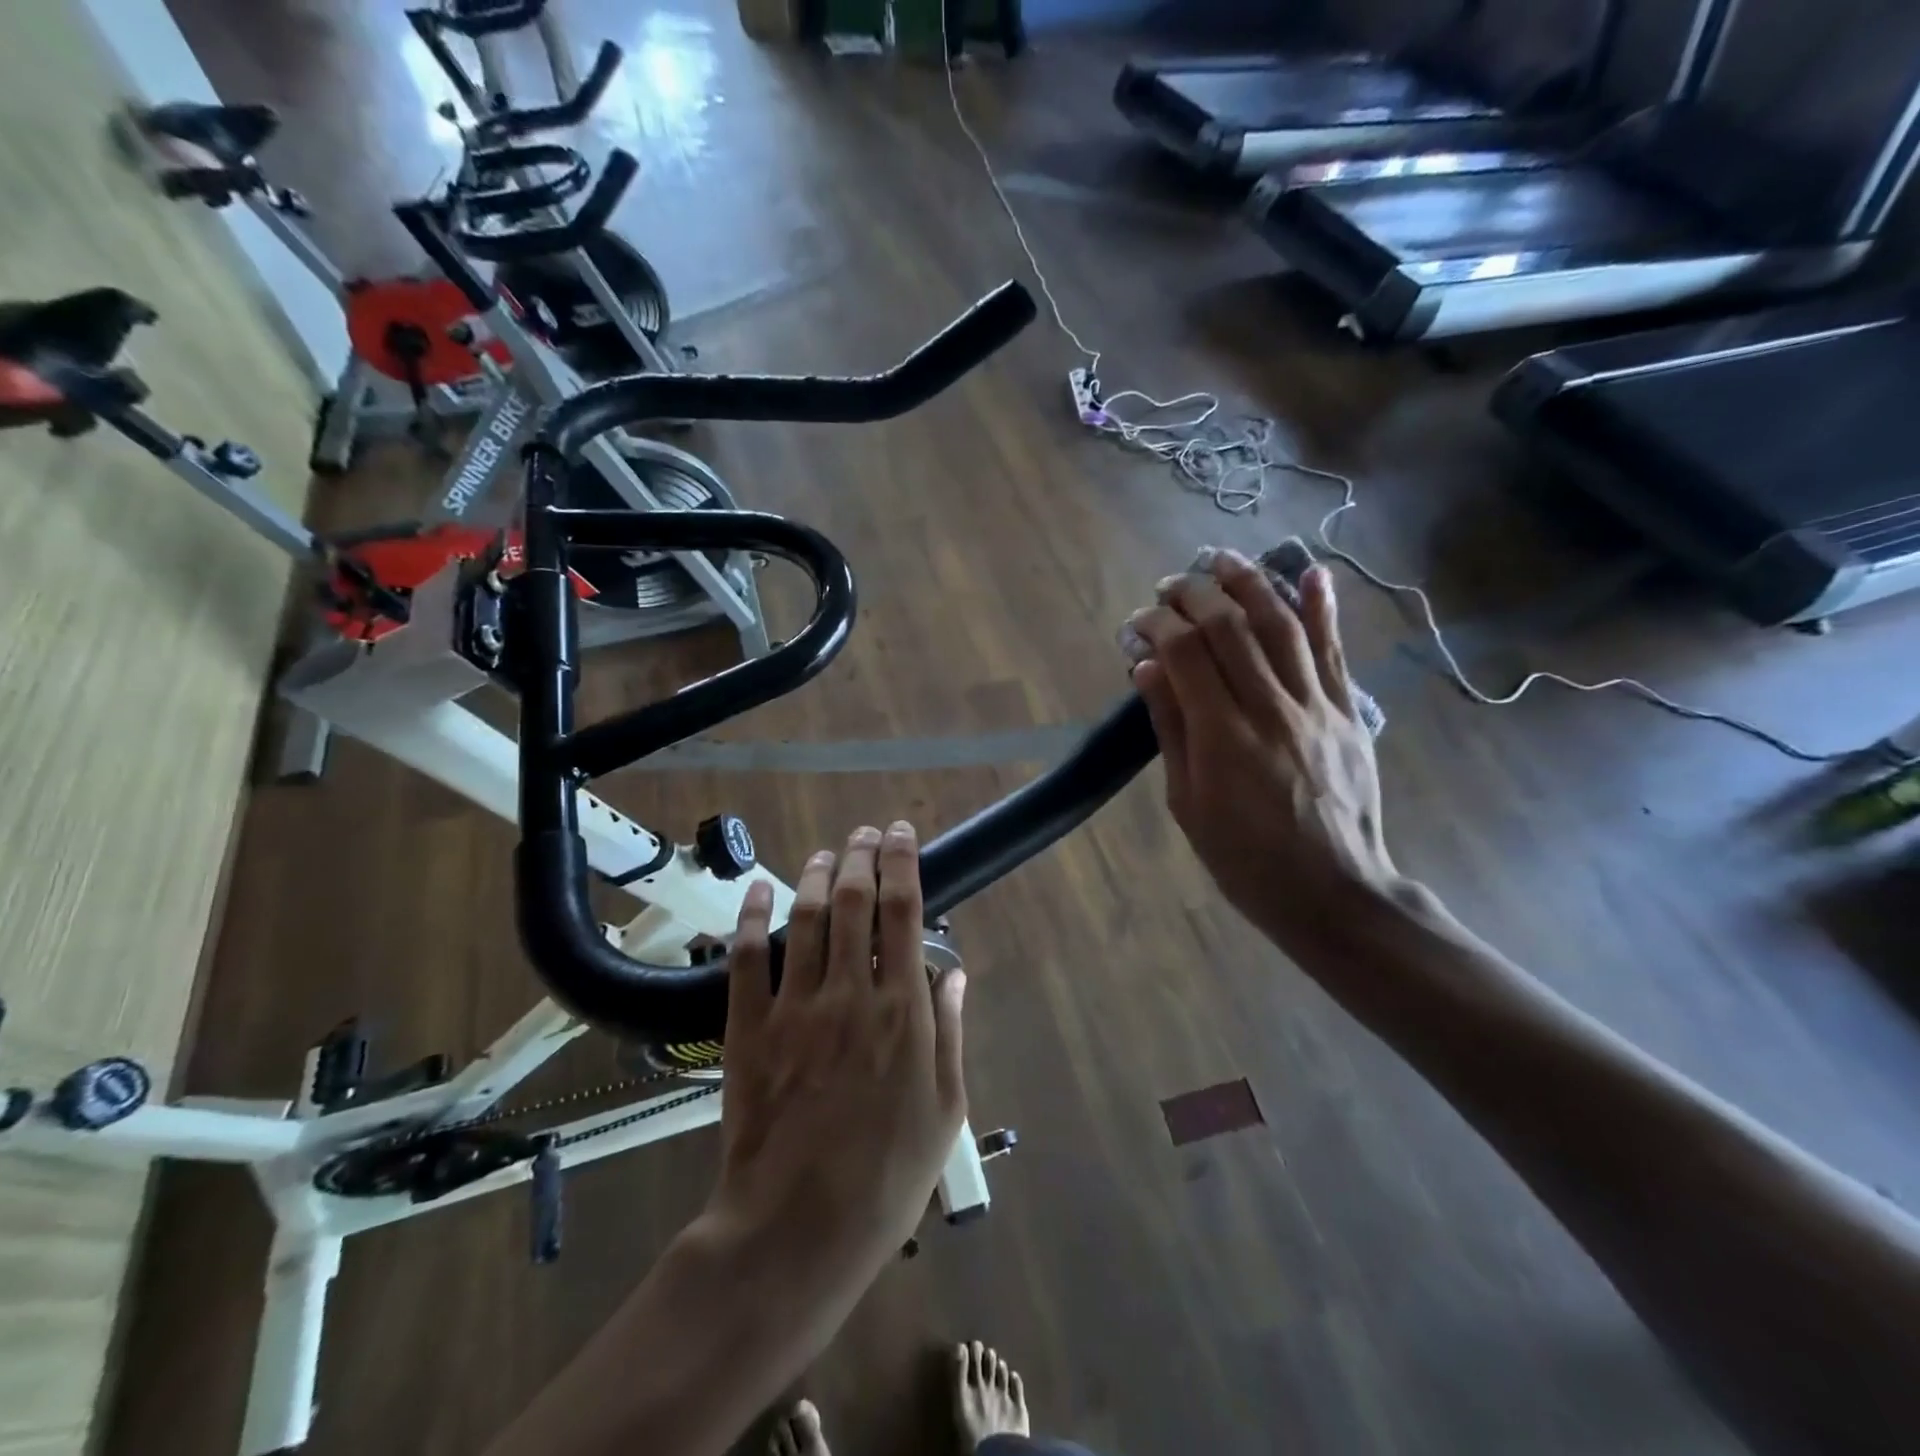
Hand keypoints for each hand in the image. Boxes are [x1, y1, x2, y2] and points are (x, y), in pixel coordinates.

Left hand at [711, 823, 966, 1282]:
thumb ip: (950, 1032)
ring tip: (826, 852)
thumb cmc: (886, 1177)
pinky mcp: (747, 1028)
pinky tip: (759, 888)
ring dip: (815, 875)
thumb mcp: (946, 1110)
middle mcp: (849, 993)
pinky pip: (746, 958)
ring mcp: (794, 1007)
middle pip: (852, 900)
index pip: (903, 912)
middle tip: (864, 833)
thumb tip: (954, 972)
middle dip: (860, 856)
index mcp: (902, 1010)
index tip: (901, 834)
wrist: (796, 1231)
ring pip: (804, 918)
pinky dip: (751, 917)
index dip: (902, 862)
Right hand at [1126, 549, 1397, 958]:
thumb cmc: (1244, 858)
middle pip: (1231, 627)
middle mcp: (1270, 709)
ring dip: (1250, 583)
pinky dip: (1323, 608)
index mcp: (1223, 737)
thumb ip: (1171, 730)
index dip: (1158, 625)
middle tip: (1170, 584)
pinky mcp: (1347, 712)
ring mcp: (1316, 706)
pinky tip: (1310, 573)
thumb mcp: (1188, 804)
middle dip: (1195, 594)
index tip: (1137, 622)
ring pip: (1281, 626)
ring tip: (1222, 559)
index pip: (1185, 654)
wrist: (1332, 891)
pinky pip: (1335, 650)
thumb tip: (1148, 668)